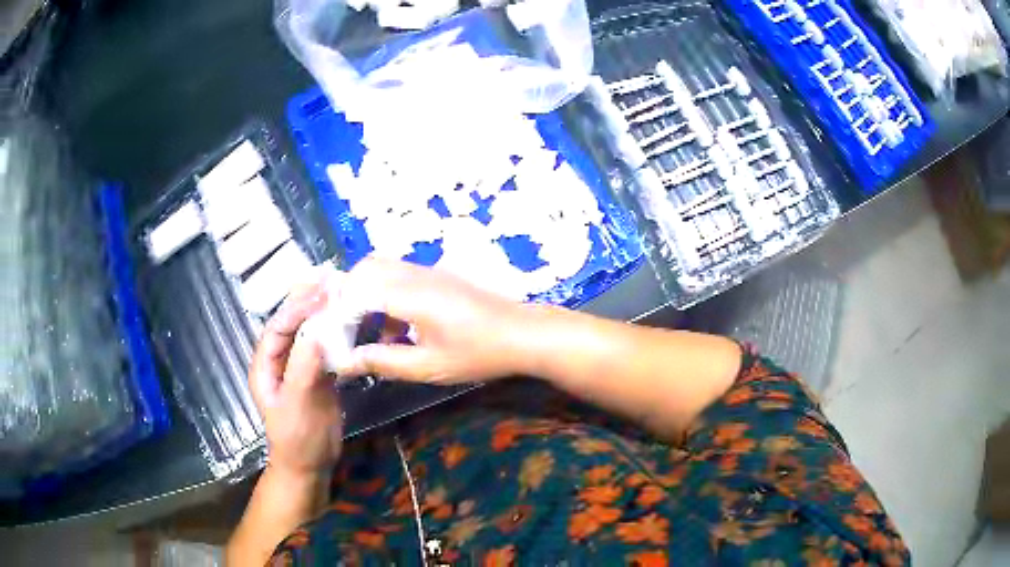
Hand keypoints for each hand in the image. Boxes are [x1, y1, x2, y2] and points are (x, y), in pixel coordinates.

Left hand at [249, 278, 342, 479]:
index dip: (297, 308)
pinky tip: (352, 322)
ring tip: (343, 292)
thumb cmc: (297, 439)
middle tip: (331, 278)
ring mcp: (301, 368)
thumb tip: (317, 329)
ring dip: (325, 313)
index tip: (320, 292)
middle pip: (293, 324)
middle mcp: (281, 361)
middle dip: (309, 301)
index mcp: (266, 365)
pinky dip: (338, 334)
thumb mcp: (298, 404)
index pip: (278, 327)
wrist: (311, 466)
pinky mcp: (319, 376)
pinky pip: (327, 349)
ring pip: (311, 334)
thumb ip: (304, 367)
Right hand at [336, 257, 533, 383]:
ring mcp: (427, 272)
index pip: (355, 290)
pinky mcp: (438, 277)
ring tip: (367, 334)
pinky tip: (396, 331)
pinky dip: (386, 297)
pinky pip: (400, 277)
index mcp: (407, 294)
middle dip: (348, 297)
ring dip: (367, 296)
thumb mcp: (427, 366)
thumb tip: (345, 361)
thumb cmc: (477, 353)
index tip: (334, 338)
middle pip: (365, 269)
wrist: (522, 333)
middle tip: (345, 330)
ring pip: (382, 270)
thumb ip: (383, 361)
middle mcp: (413, 274)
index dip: (338, 312)